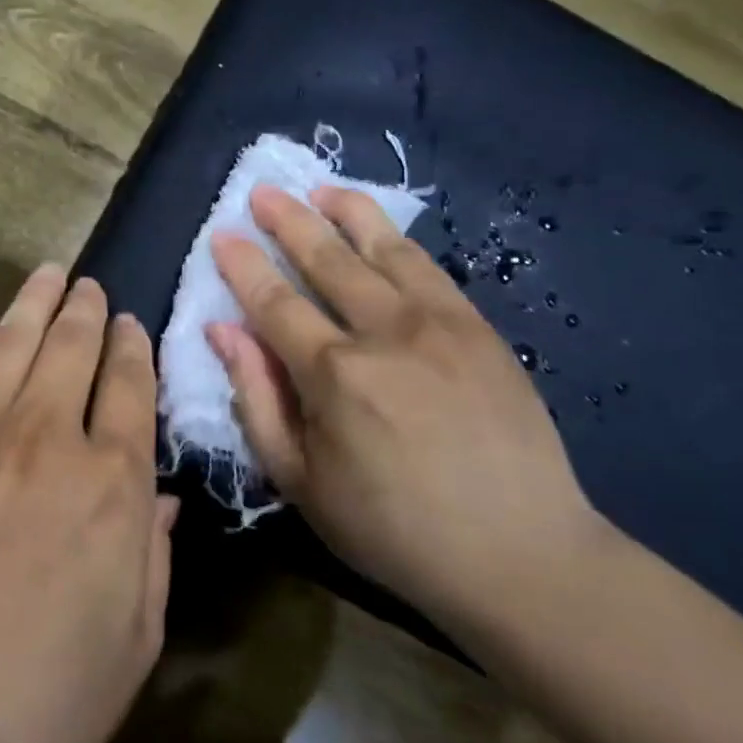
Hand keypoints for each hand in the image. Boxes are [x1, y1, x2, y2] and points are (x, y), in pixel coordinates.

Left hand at [0, 266, 179, 742]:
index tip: (129, 323)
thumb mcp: (137, 635)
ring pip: (14, 345)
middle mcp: (50, 439)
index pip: (131, 387)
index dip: (132, 347)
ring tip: (47, 274)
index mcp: (114, 482)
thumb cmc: (51, 693)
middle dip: (85, 309)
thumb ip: (155, 552)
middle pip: (72, 348)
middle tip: (89, 284)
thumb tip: (162, 495)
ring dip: (34, 304)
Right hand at [206, 185, 598, 628]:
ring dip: (346, 213)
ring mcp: (439, 324)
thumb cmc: (392, 528)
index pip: (274, 302)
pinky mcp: (479, 328)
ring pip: (382, 249)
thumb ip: (257, 398)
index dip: (243, 265)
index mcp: (334, 374)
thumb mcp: (301, 480)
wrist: (520, 553)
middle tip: (261, 192)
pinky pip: (429, 268)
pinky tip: (380, 227)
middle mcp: (384, 332)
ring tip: (319, 188)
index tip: (222, 234)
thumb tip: (223, 330)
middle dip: (288, 221)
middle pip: (325, 260)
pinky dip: (397, 239)